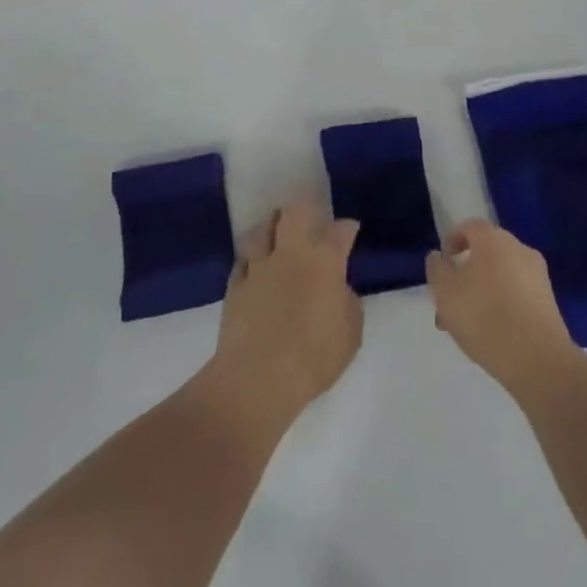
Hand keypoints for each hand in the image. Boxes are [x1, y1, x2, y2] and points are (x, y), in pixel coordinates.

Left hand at [201, 200, 361, 433]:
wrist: (257, 377)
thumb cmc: (314, 356)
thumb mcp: (350, 334)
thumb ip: (348, 303)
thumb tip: (339, 290)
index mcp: (325, 261)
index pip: (341, 230)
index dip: (348, 228)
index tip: (350, 230)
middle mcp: (291, 252)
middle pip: (295, 212)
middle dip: (304, 208)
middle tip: (309, 217)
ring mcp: (259, 265)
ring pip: (262, 228)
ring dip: (271, 225)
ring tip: (276, 230)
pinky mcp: (235, 284)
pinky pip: (243, 259)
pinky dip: (250, 258)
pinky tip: (254, 264)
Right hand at [426, 219, 579, 398]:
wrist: (537, 359)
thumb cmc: (484, 317)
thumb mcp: (445, 292)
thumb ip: (437, 269)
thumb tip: (438, 256)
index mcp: (493, 239)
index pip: (469, 227)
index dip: (452, 241)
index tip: (442, 265)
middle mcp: (518, 248)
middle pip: (486, 252)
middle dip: (466, 272)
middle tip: (450, 301)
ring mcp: (537, 275)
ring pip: (501, 276)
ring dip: (482, 292)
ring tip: (466, 325)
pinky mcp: (549, 301)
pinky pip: (517, 293)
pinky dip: (502, 304)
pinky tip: (491, 333)